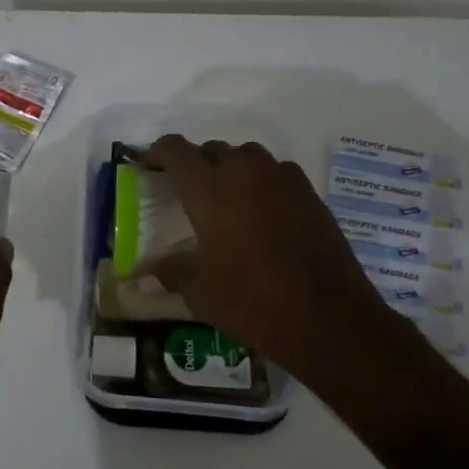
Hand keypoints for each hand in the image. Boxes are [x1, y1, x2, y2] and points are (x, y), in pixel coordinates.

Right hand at [141, 136, 393, 372]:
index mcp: (209, 189)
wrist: (329, 319)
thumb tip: (139, 281)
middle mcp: (244, 173)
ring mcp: (283, 181)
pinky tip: (261, 214)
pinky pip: (277, 173)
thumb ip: (168, 274)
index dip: (156, 153)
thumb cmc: (252, 302)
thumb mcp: (199, 292)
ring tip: (224, 199)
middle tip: (185, 192)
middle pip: (211, 149)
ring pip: (247, 156)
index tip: (146, 169)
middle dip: (194, 164)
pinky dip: (262, 183)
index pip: (175, 150)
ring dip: (230, 168)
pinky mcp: (310, 195)